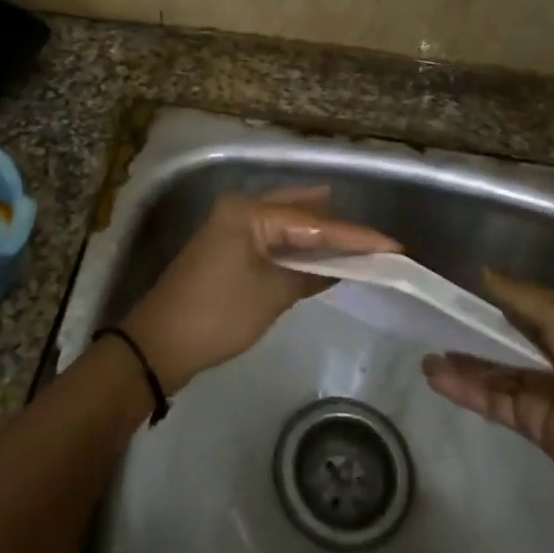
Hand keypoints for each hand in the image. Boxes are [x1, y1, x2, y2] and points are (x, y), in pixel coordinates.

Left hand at [120, 187, 398, 393]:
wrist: (159, 344)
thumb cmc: (218, 315)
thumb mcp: (271, 295)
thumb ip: (310, 274)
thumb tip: (342, 267)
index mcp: (249, 211)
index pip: (313, 222)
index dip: (355, 236)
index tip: (394, 244)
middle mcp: (240, 208)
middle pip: (300, 212)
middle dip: (337, 226)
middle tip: (377, 237)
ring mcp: (231, 226)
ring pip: (286, 221)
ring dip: (317, 233)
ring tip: (357, 238)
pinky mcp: (228, 246)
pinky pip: (272, 236)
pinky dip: (297, 245)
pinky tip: (319, 251)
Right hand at [421, 269, 553, 489]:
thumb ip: (521, 296)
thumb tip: (482, 271)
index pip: (516, 310)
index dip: (485, 300)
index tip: (449, 290)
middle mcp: (548, 356)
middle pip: (499, 341)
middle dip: (466, 334)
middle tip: (428, 324)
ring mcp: (538, 390)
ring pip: (490, 372)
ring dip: (459, 364)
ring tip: (423, 356)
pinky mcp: (529, 422)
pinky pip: (490, 400)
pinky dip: (463, 390)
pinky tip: (436, 378)